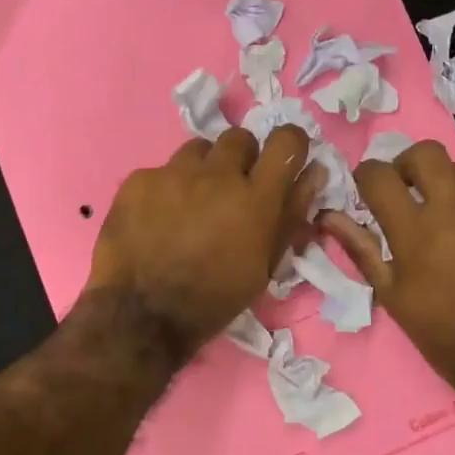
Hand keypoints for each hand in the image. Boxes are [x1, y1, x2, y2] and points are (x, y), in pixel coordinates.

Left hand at [85, 125, 321, 357]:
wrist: (141, 316)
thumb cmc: (215, 299)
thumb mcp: (265, 266)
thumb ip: (291, 214)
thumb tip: (314, 173)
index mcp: (256, 198)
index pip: (286, 141)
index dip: (289, 145)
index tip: (282, 160)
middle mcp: (217, 175)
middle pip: (239, 138)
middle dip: (241, 158)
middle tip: (231, 190)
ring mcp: (174, 173)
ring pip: (199, 150)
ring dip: (203, 170)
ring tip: (192, 203)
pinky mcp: (139, 179)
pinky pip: (161, 170)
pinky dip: (166, 189)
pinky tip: (158, 218)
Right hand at [321, 141, 454, 392]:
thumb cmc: (439, 332)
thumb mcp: (390, 294)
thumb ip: (360, 248)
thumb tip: (329, 217)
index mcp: (415, 232)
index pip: (379, 175)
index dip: (366, 175)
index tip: (367, 189)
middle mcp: (454, 212)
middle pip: (427, 152)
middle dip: (407, 162)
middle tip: (404, 187)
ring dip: (443, 183)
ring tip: (439, 212)